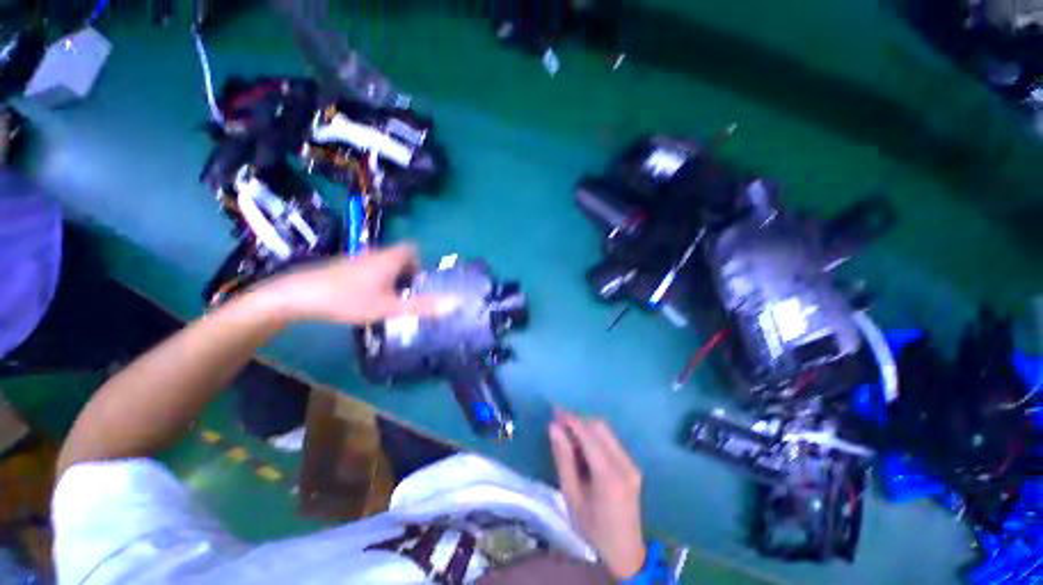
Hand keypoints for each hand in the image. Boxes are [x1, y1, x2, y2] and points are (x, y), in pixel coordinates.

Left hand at [265, 244, 447, 324]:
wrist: (298, 295)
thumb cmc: (349, 299)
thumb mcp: (390, 307)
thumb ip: (422, 306)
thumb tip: (455, 303)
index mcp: (389, 258)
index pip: (412, 249)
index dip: (419, 263)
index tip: (417, 282)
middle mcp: (374, 254)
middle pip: (398, 257)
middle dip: (406, 275)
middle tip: (404, 296)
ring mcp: (356, 259)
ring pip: (382, 264)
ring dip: (389, 279)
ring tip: (386, 301)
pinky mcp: (342, 267)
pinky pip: (367, 270)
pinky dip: (373, 281)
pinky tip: (363, 300)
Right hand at [549, 411, 645, 579]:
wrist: (625, 553)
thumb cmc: (592, 529)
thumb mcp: (571, 495)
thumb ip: (563, 458)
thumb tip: (553, 427)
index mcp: (609, 475)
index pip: (589, 435)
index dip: (571, 419)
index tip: (554, 411)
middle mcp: (625, 464)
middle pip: (600, 427)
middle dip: (578, 420)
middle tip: (558, 423)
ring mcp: (631, 463)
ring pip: (606, 431)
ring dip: (586, 427)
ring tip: (567, 435)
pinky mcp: (632, 465)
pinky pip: (611, 441)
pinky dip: (594, 437)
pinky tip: (582, 447)